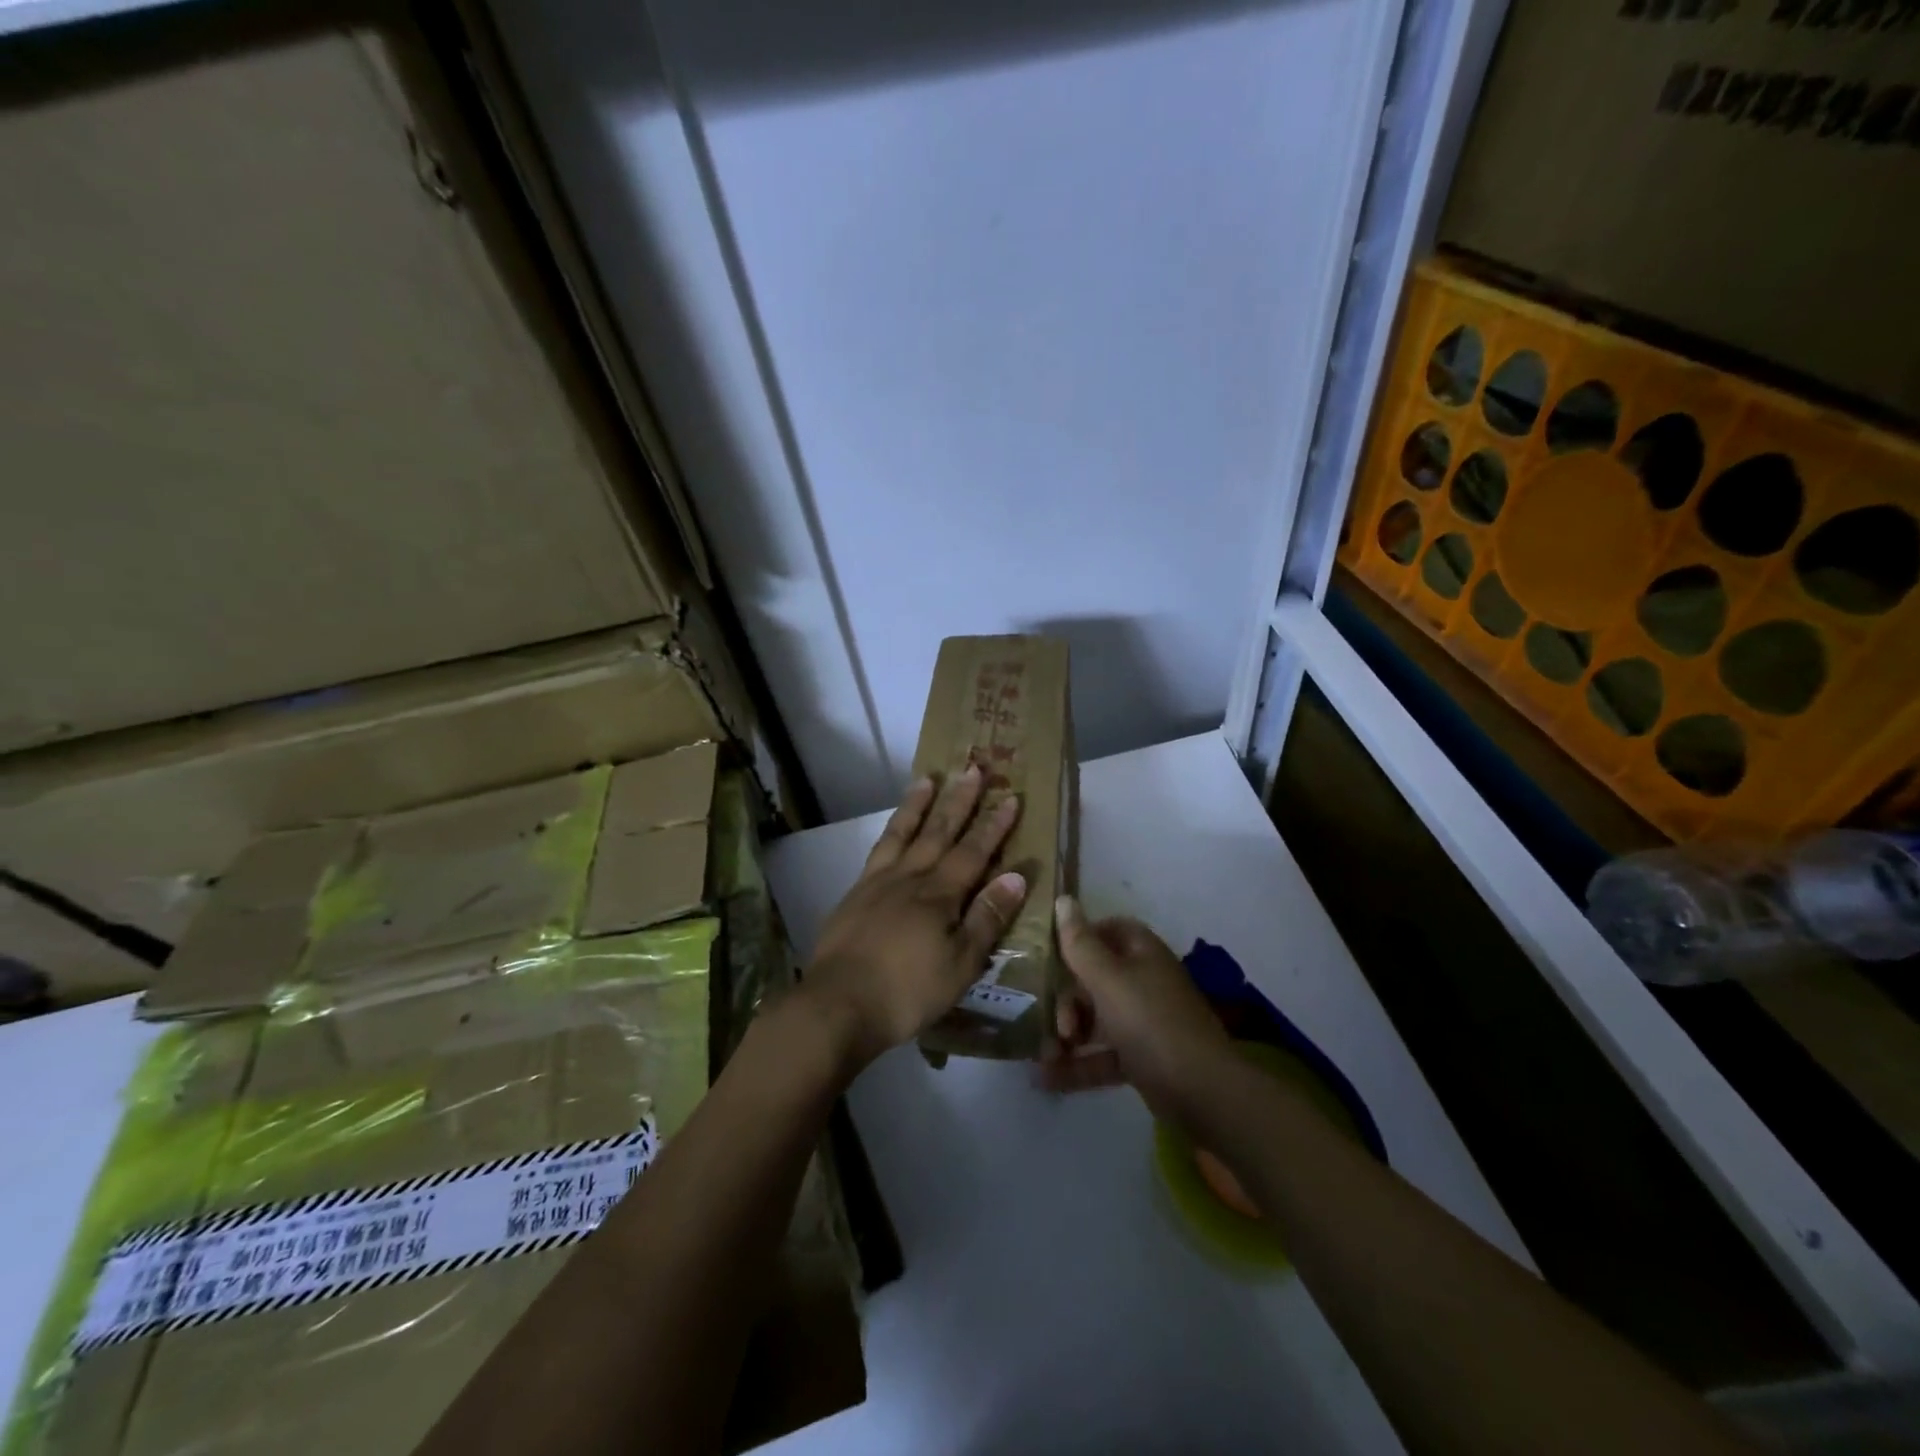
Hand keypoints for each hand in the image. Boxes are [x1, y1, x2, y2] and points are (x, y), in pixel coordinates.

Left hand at [801, 766, 1027, 1071]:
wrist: (838, 1004)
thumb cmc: (908, 991)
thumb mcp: (960, 964)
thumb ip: (987, 918)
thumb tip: (1016, 876)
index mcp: (940, 895)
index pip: (974, 852)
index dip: (994, 825)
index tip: (1010, 797)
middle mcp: (910, 877)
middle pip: (939, 832)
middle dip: (959, 801)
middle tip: (973, 768)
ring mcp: (878, 882)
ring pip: (904, 832)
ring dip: (919, 804)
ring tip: (928, 778)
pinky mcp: (855, 893)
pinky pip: (878, 850)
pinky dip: (891, 831)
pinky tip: (894, 827)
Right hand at [1040, 897, 1230, 1122]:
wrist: (1202, 1092)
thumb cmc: (1150, 1023)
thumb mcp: (1108, 979)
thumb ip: (1080, 943)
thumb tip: (1064, 899)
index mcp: (1142, 954)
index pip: (1109, 930)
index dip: (1079, 937)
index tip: (1050, 955)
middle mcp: (1145, 982)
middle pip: (1096, 978)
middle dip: (1066, 999)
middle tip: (1055, 1023)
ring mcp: (1145, 1022)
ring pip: (1097, 1019)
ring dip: (1068, 1034)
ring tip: (1043, 1056)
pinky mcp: (1143, 1059)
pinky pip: (1103, 1054)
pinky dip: (1078, 1065)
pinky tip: (1047, 1079)